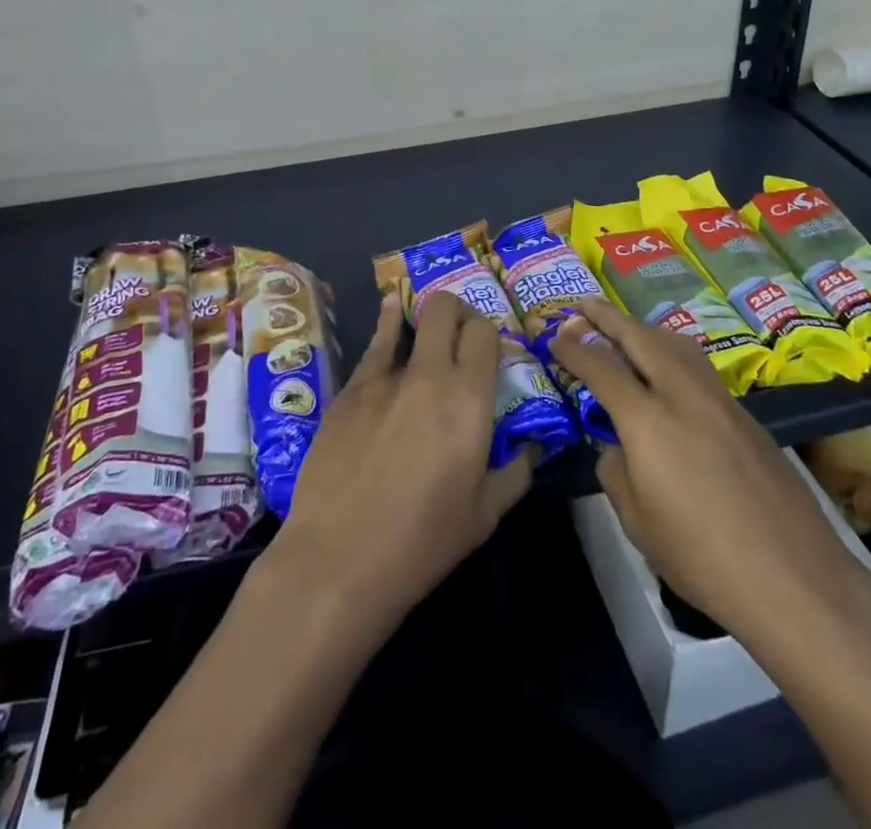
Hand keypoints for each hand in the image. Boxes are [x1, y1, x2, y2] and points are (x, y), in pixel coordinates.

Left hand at [268, 291, 533, 630]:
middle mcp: (429, 374)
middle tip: (460, 333)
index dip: (488, 333)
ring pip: (409, 321)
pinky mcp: (350, 389)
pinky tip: (391, 311)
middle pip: (446, 310)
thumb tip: (531, 446)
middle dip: (458, 311)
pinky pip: (375, 344)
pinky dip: (388, 323)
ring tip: (428, 322)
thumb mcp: (484, 515)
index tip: (487, 351)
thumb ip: (515, 472)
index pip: (484, 332)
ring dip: (424, 318)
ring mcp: (384, 377)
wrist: (339, 560)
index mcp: (468, 399)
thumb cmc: (421, 542)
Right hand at [549, 298, 870, 649]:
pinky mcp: (745, 414)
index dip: (574, 348)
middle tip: (585, 305)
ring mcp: (719, 400)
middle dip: (608, 317)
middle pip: (640, 337)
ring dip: (644, 329)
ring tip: (626, 328)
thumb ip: (616, 471)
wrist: (793, 577)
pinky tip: (669, 370)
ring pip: (676, 343)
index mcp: (647, 421)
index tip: (556, 335)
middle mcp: (682, 395)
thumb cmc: (702, 558)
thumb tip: (615, 447)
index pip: (600, 367)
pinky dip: (673, 352)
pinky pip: (699, 366)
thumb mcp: (637, 522)